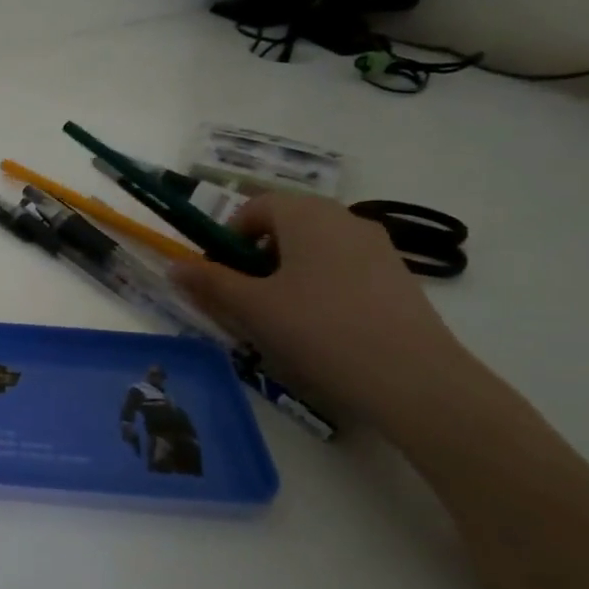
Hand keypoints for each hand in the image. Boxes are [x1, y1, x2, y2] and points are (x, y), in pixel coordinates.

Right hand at [170, 194, 473, 425]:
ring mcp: (377, 249)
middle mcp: (345, 219)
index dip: (228, 238)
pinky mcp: (397, 280)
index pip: (255, 207)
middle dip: (256, 259)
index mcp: (307, 215)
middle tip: (245, 301)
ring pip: (314, 251)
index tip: (220, 276)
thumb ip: (209, 282)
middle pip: (285, 226)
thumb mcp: (252, 308)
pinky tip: (320, 332)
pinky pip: (342, 271)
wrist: (414, 381)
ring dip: (286, 276)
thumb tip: (174, 265)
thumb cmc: (320, 331)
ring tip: (281, 321)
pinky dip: (320, 290)